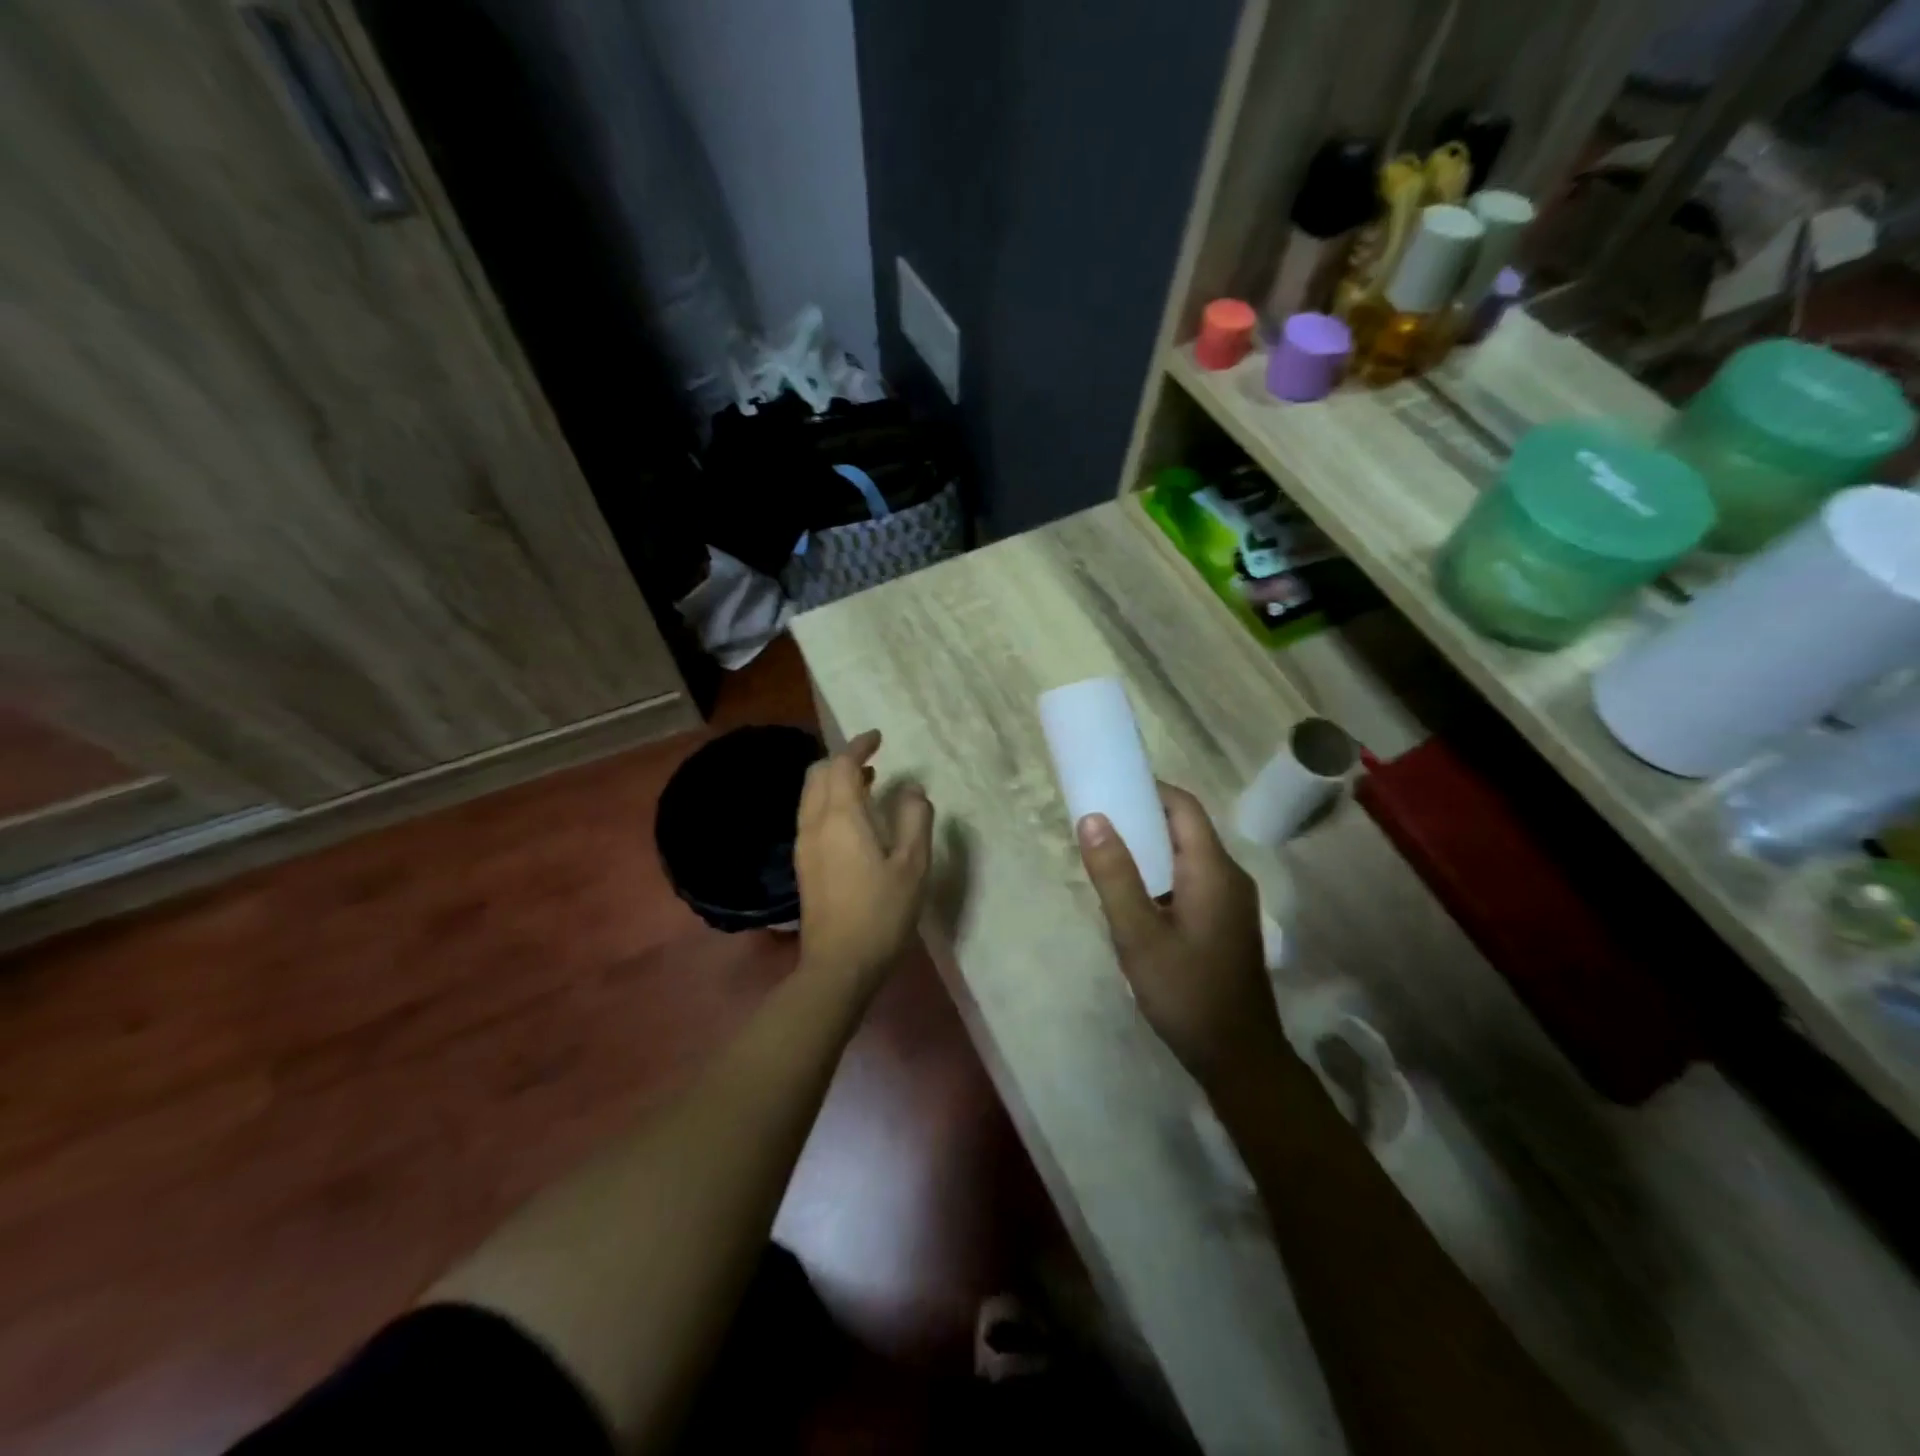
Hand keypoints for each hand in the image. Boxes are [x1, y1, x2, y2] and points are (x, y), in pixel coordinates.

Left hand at [795, 730, 933, 992]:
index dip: (858, 746)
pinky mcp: (803, 864)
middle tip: (872, 760)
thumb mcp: (912, 864)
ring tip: (868, 784)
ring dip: (834, 781)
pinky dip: (829, 802)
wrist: (838, 964)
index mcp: (841, 816)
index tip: (877, 738)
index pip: (841, 764)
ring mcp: (804, 844)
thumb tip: (911, 788)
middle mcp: (814, 823)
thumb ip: (914, 819)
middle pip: (817, 774)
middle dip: (842, 760)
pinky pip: (811, 815)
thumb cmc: (881, 912)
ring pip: (811, 795)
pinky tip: (854, 820)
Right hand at [1077, 785, 1287, 1092]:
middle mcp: (1229, 875)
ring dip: (1149, 851)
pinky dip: (1161, 876)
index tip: (1107, 790)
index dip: (1147, 790)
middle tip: (1097, 828)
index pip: (1182, 806)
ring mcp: (1231, 900)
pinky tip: (1134, 900)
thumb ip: (1115, 875)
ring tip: (1108, 861)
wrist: (1238, 1057)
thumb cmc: (1186, 993)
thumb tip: (1092, 818)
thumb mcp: (1139, 935)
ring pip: (1186, 856)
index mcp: (1212, 869)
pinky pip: (1191, 880)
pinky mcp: (1225, 922)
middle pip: (1185, 828)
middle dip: (1141, 820)